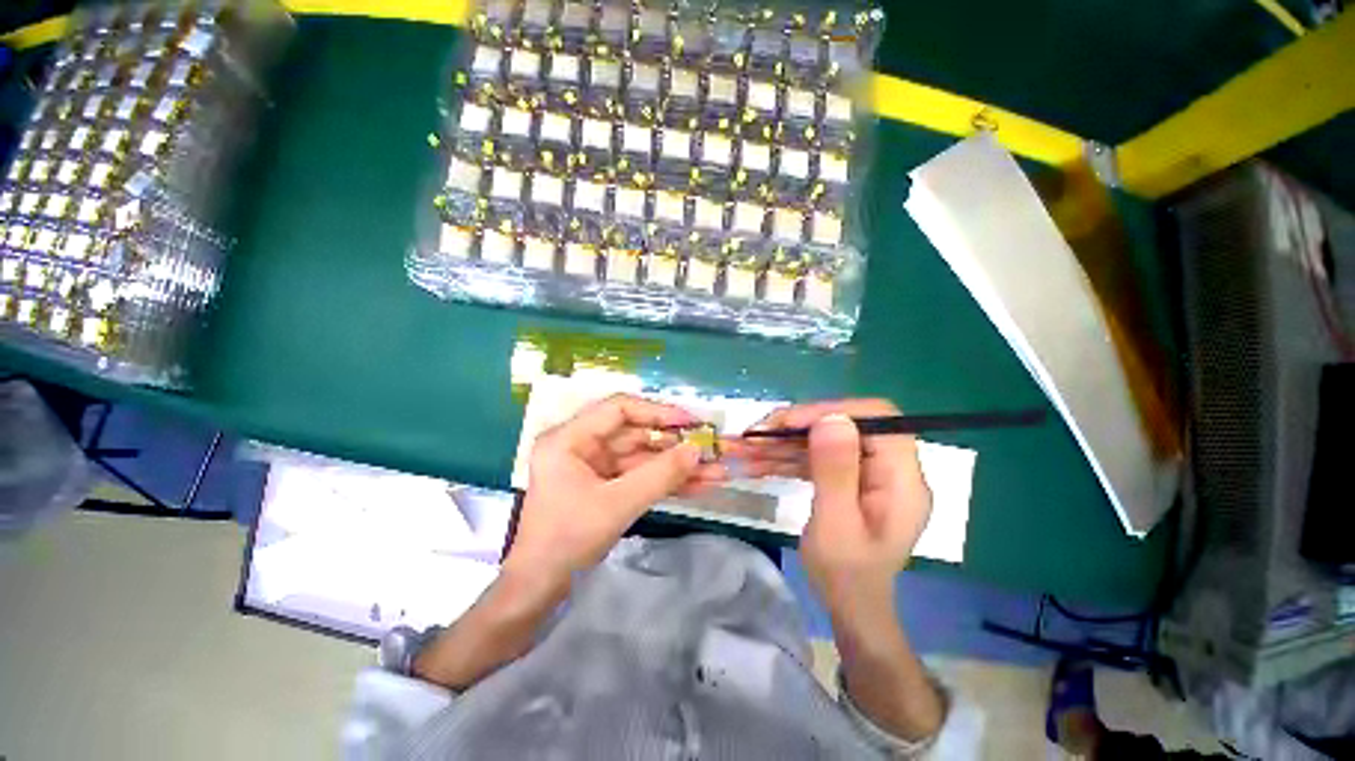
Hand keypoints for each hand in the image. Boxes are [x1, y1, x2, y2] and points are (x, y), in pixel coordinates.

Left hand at [508, 394, 726, 584]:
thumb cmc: (568, 540)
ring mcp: (595, 467)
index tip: (691, 422)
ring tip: (717, 470)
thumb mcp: (617, 504)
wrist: (541, 589)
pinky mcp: (606, 486)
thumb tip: (697, 451)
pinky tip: (699, 484)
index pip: (619, 409)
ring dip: (678, 466)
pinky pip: (641, 476)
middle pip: (636, 433)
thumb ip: (659, 475)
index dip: (657, 412)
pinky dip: (667, 481)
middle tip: (711, 448)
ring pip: (643, 457)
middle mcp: (582, 445)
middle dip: (675, 444)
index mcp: (570, 438)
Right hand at [729, 399, 931, 618]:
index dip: (832, 411)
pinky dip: (787, 457)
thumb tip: (832, 417)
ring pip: (824, 439)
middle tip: (757, 435)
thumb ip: (836, 471)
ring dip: (784, 442)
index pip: (876, 418)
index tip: (789, 422)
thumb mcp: (836, 525)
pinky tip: (759, 461)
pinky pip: (817, 456)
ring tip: (747, 448)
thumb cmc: (846, 575)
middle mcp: (890, 467)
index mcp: (902, 477)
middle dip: (797, 426)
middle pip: (845, 425)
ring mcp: (869, 472)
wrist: (851, 607)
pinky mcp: (849, 478)